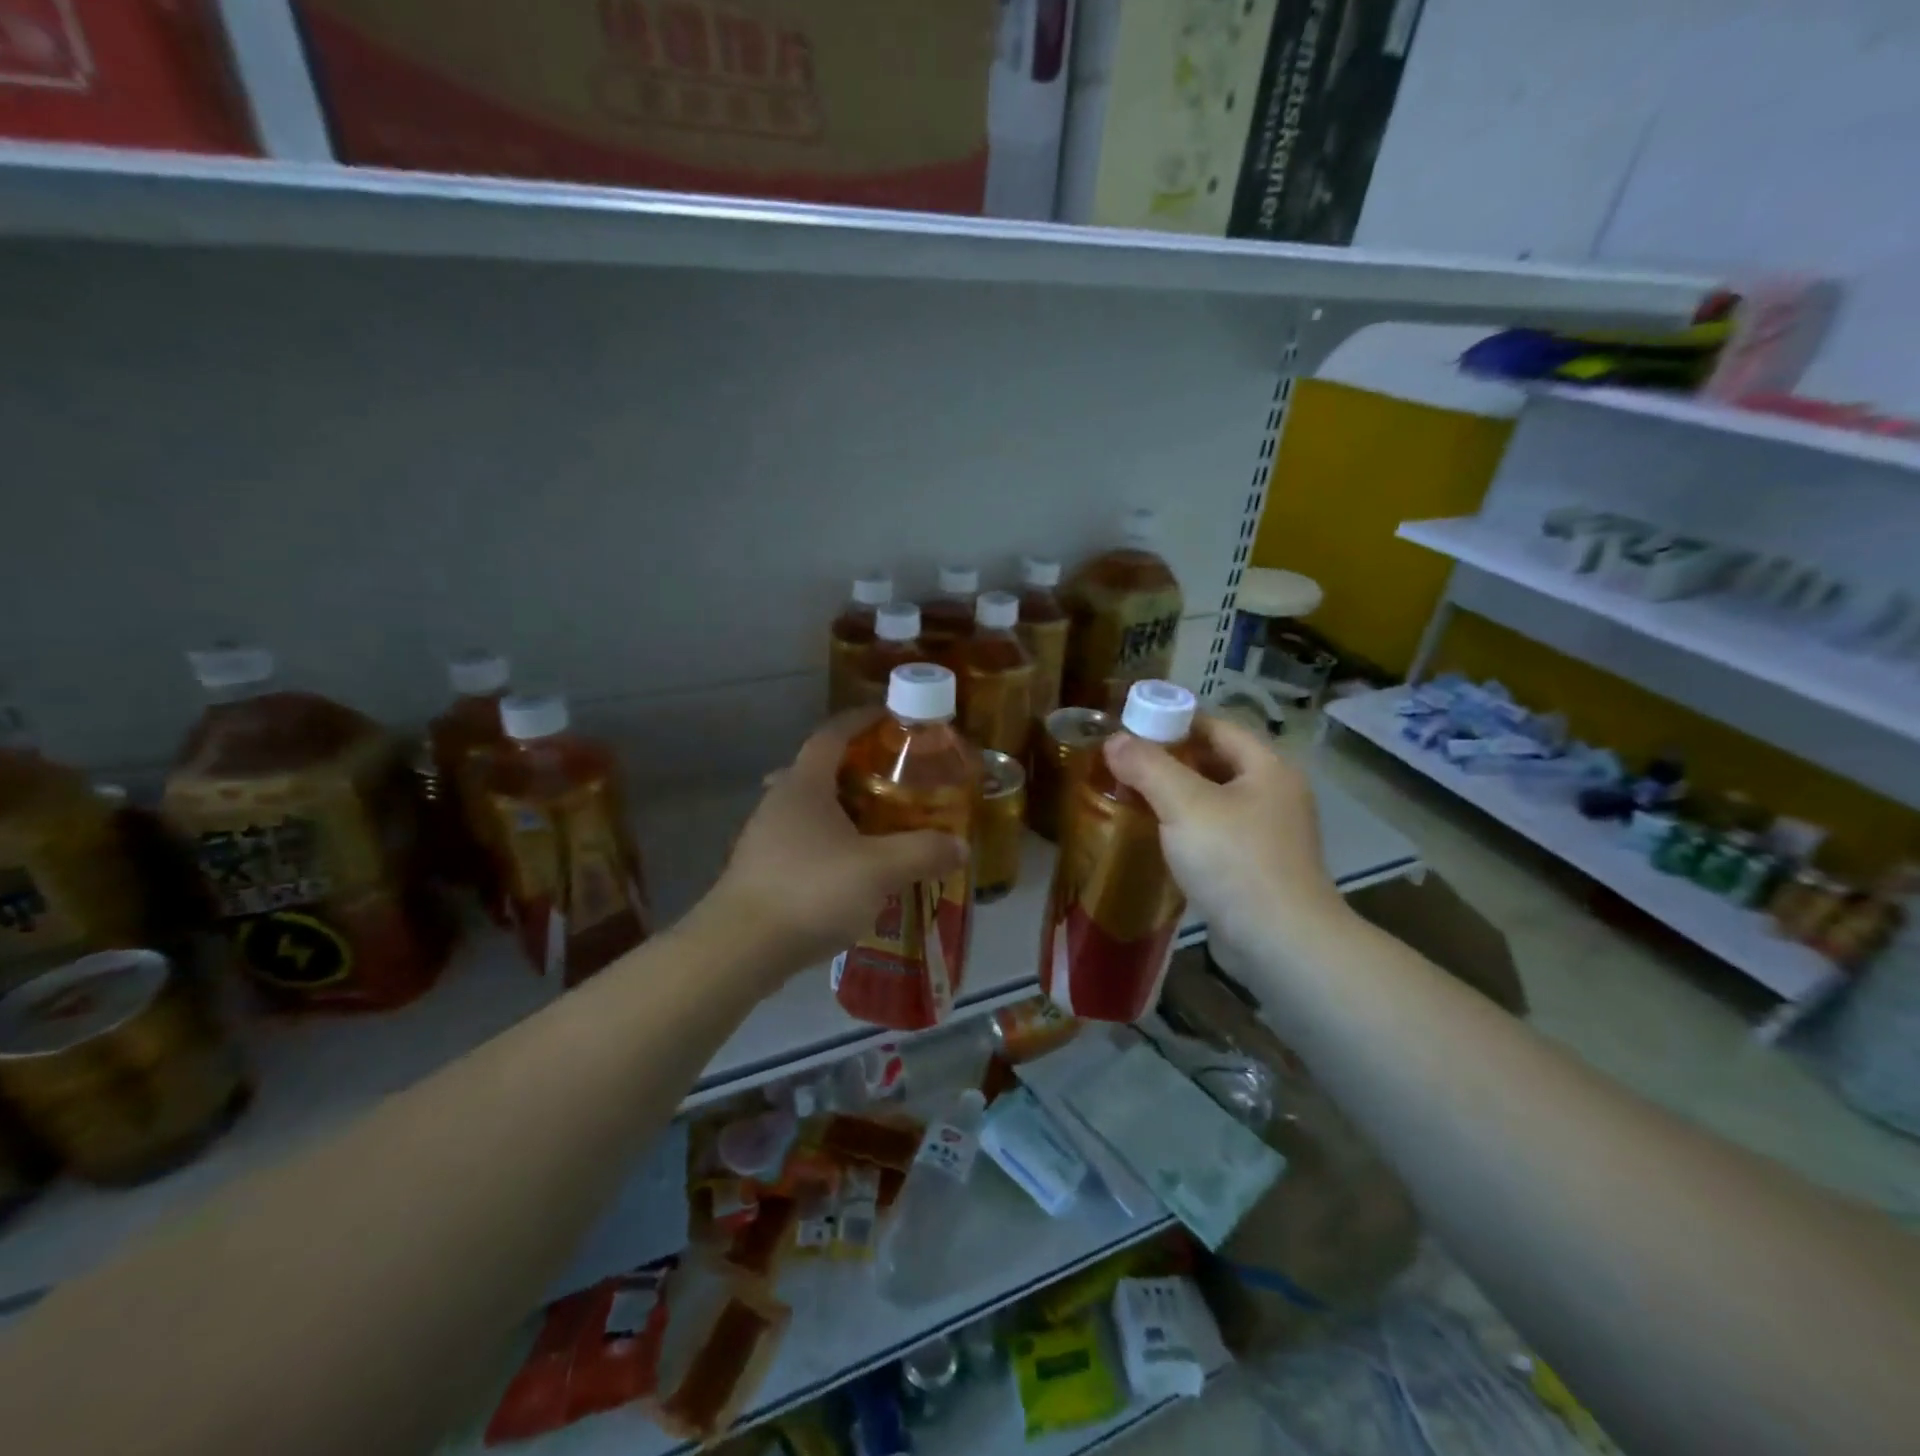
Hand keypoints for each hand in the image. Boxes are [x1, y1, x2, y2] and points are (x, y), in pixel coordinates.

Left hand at [700, 713, 968, 975]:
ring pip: (810, 808)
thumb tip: (961, 846)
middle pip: (819, 769)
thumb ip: (923, 852)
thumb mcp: (879, 870)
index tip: (891, 717)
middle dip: (856, 768)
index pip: (832, 734)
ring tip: (878, 827)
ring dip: (843, 809)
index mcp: (805, 785)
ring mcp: (764, 836)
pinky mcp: (761, 869)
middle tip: (893, 781)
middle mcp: (780, 801)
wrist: (739, 949)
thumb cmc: (810, 891)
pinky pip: (802, 840)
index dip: (861, 720)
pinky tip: (851, 870)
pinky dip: (830, 842)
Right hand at [1103, 714, 1348, 955]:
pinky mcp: (1256, 866)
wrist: (1281, 943)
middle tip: (1124, 761)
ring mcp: (1269, 833)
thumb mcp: (1185, 805)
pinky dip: (1186, 827)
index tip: (1130, 726)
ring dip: (1175, 795)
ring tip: (1131, 795)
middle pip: (1215, 760)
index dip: (1173, 720)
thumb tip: (1114, 740)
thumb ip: (1148, 767)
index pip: (1216, 725)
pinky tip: (1155, 836)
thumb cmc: (1235, 862)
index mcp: (1268, 767)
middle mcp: (1274, 793)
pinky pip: (1215, 832)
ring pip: (1213, 799)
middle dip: (1169, 759)